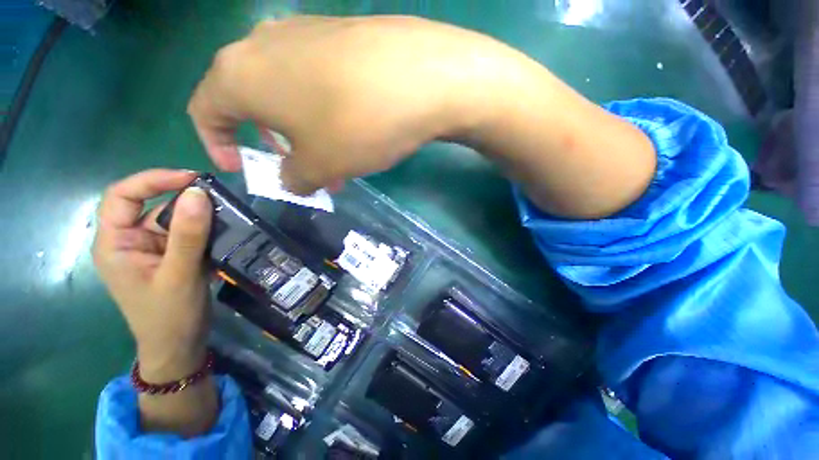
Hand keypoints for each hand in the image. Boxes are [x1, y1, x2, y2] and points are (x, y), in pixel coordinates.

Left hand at [93, 169, 212, 381]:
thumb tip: (198, 192)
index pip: (122, 195)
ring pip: (174, 219)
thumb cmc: (169, 316)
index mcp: (116, 243)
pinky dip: (206, 230)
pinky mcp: (172, 256)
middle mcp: (131, 241)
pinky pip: (188, 234)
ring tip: (228, 214)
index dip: (153, 180)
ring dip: (200, 215)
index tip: (191, 178)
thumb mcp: (179, 274)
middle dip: (183, 198)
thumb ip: (187, 234)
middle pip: (152, 205)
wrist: (180, 346)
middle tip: (219, 196)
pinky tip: (225, 231)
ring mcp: (153, 249)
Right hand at [187, 15, 525, 193]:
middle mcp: (264, 43)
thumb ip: (295, 177)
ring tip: (336, 162)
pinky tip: (353, 131)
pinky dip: (325, 111)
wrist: (420, 77)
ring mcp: (306, 32)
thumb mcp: (319, 165)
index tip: (240, 167)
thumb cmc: (355, 124)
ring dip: (306, 132)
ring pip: (290, 92)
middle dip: (275, 143)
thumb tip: (293, 179)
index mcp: (240, 73)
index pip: (206, 109)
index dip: (217, 143)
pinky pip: (318, 79)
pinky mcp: (340, 34)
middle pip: (252, 101)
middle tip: (304, 172)